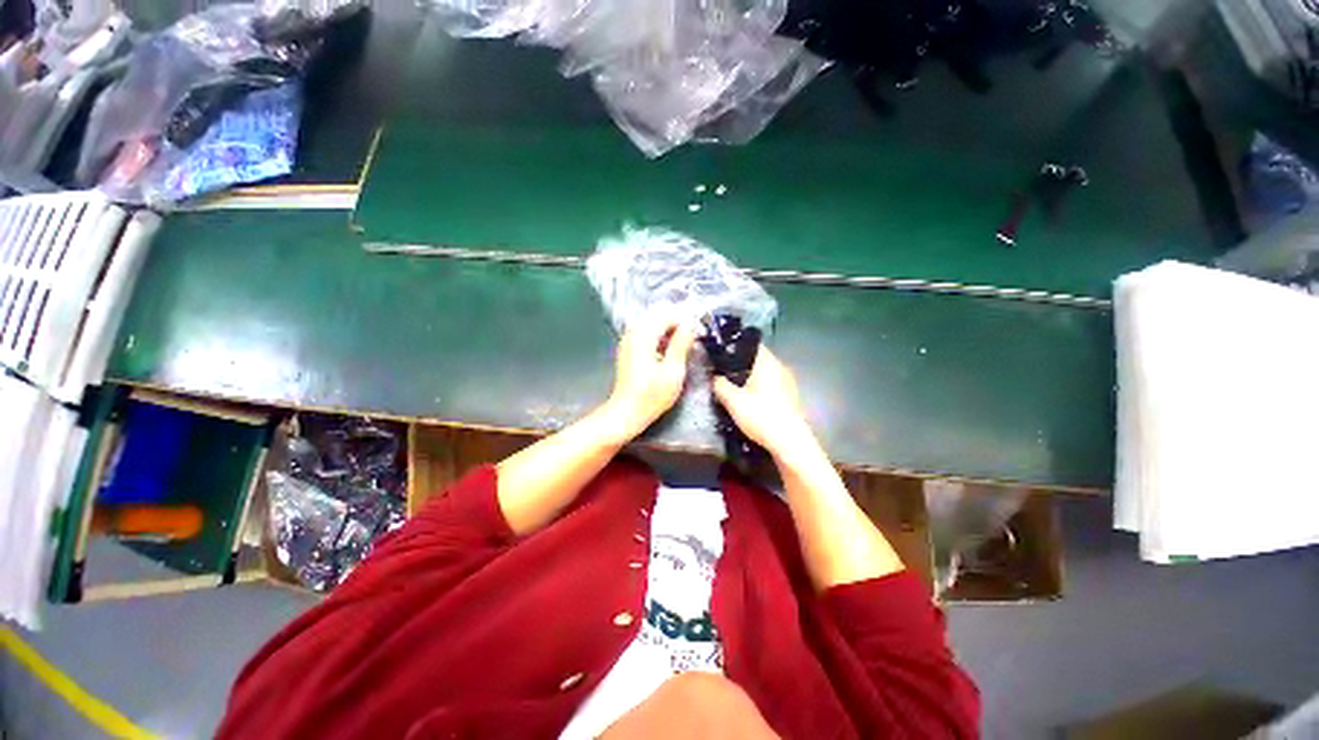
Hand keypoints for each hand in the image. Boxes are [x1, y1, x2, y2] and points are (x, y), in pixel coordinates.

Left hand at [605, 317, 696, 440]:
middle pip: (658, 314)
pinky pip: (646, 331)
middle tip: (692, 337)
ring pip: (652, 321)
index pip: (666, 314)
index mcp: (643, 336)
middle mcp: (633, 333)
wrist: (626, 412)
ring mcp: (628, 340)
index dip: (685, 319)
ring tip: (684, 344)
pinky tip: (669, 349)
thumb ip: (681, 345)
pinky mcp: (629, 348)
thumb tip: (690, 325)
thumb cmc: (651, 396)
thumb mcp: (673, 371)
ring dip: (669, 328)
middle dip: (677, 321)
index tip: (698, 332)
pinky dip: (660, 335)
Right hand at [712, 347, 815, 458]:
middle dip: (740, 364)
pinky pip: (771, 385)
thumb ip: (720, 385)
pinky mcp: (791, 397)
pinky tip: (749, 400)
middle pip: (757, 359)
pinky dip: (759, 388)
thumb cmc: (761, 416)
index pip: (751, 344)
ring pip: (764, 373)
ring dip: (750, 377)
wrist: (790, 443)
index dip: (735, 346)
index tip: (720, 353)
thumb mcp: (733, 401)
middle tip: (722, 371)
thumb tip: (714, 377)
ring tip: (733, 385)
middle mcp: (781, 368)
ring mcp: (788, 383)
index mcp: (768, 363)